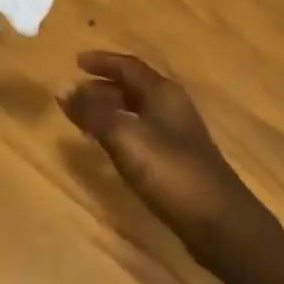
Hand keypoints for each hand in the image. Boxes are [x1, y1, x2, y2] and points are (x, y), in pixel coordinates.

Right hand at [59, 52, 268, 263]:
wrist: (219, 221)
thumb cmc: (170, 170)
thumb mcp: (124, 137)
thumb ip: (93, 113)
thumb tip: (64, 90)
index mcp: (162, 93)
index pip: (128, 66)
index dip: (102, 61)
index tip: (76, 61)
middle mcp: (171, 107)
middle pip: (132, 87)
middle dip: (101, 87)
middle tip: (73, 94)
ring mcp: (177, 134)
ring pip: (136, 111)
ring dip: (108, 110)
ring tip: (82, 119)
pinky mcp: (177, 160)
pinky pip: (141, 133)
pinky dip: (119, 131)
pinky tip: (107, 147)